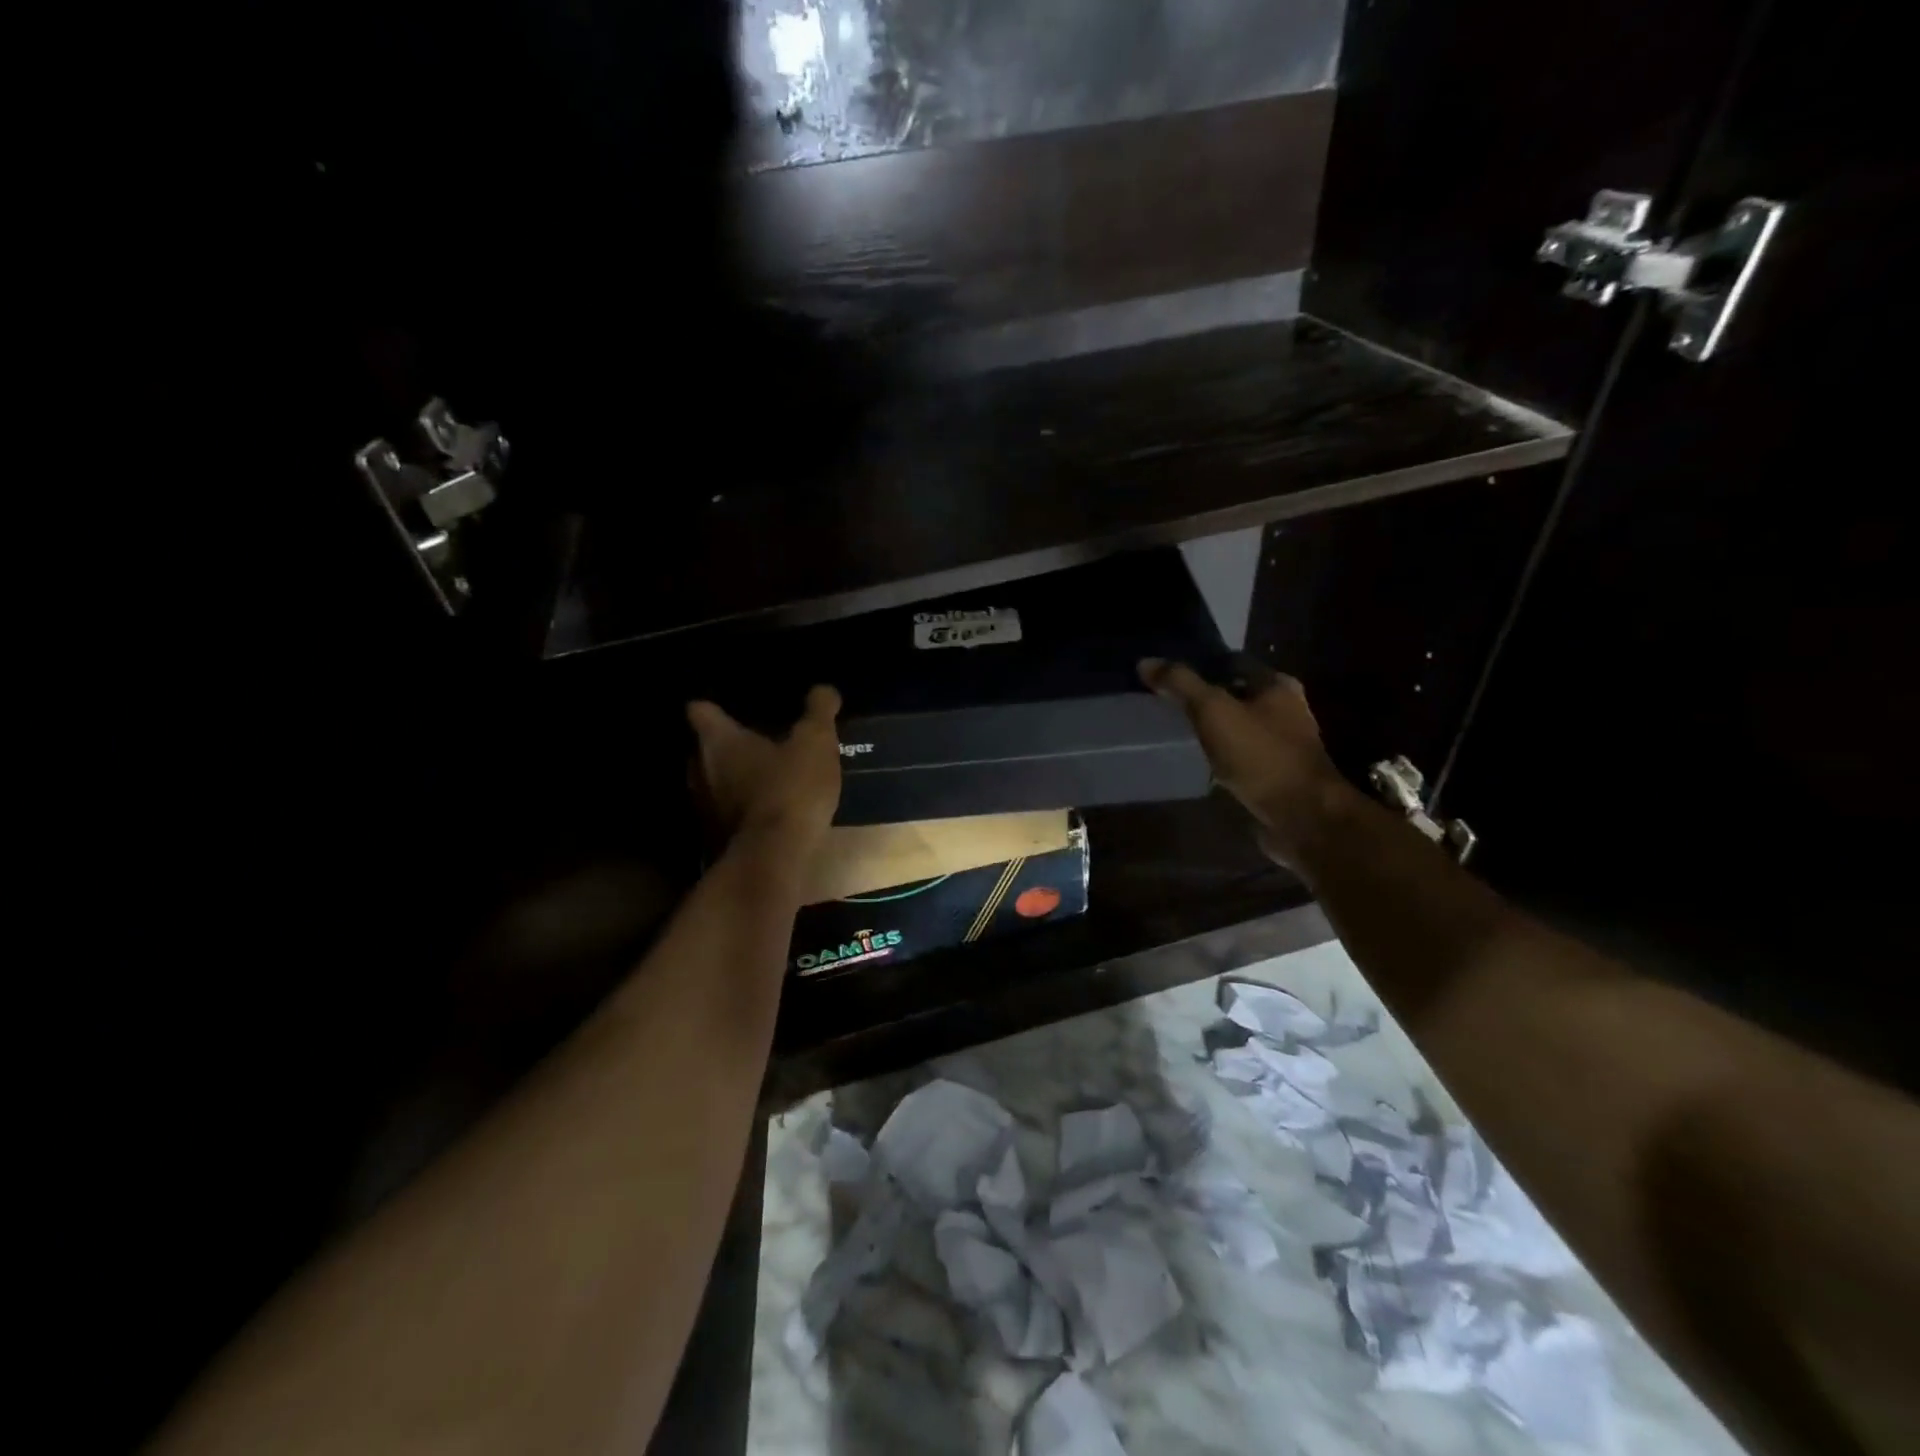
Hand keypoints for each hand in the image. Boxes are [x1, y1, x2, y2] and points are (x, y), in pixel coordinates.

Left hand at [687, 685, 843, 851]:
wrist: (772, 858)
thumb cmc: (790, 789)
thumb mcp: (815, 744)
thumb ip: (818, 712)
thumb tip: (824, 689)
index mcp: (717, 740)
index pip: (700, 710)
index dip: (712, 707)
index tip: (727, 708)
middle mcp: (698, 769)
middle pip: (702, 748)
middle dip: (724, 746)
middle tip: (753, 743)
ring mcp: (701, 807)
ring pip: (711, 783)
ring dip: (730, 780)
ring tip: (761, 779)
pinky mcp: (711, 838)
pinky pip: (723, 814)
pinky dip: (738, 810)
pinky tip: (763, 813)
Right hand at [1138, 658, 1351, 862]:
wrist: (1301, 816)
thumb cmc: (1261, 755)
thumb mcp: (1214, 711)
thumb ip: (1181, 684)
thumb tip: (1145, 662)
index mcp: (1277, 686)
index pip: (1233, 662)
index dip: (1201, 663)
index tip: (1169, 672)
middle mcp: (1286, 710)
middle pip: (1237, 694)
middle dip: (1207, 697)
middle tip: (1168, 702)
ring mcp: (1283, 745)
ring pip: (1238, 726)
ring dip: (1214, 728)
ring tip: (1177, 730)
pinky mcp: (1275, 775)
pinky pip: (1240, 756)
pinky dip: (1221, 755)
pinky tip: (1198, 761)